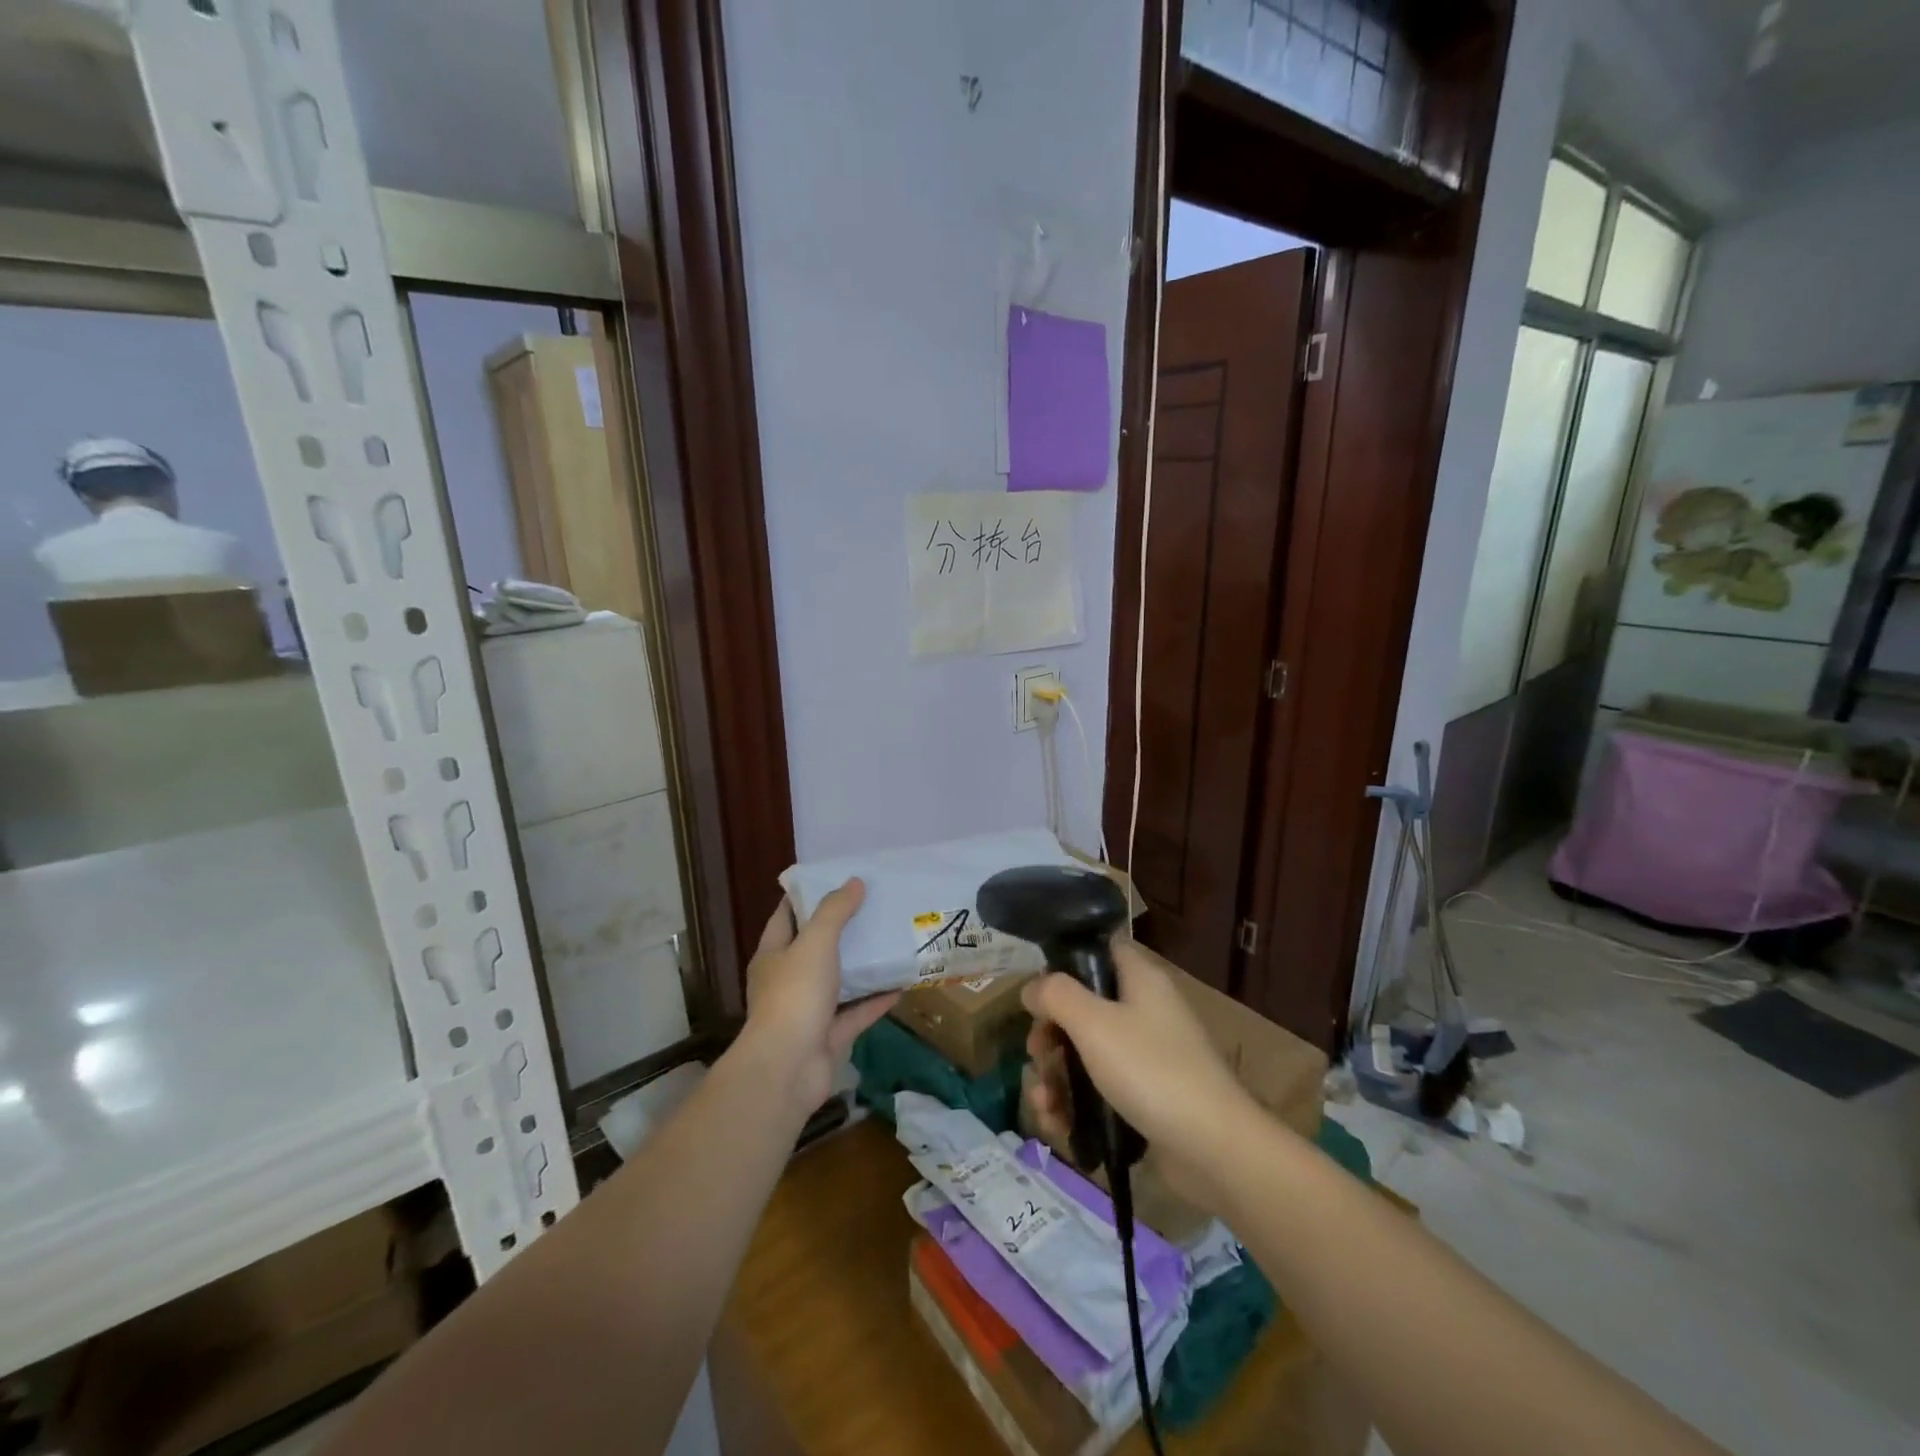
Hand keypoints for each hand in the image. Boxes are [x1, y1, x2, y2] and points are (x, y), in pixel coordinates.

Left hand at [736, 879, 896, 1116]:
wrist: (788, 1069)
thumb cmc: (795, 995)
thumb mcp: (815, 942)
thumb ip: (835, 911)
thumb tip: (854, 882)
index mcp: (773, 955)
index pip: (786, 916)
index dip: (808, 897)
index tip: (836, 880)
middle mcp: (787, 981)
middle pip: (815, 949)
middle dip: (841, 930)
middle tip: (873, 907)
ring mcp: (807, 1012)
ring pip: (838, 982)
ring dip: (861, 966)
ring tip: (890, 941)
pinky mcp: (828, 1037)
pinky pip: (856, 1013)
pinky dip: (876, 1000)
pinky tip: (901, 984)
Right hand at [1023, 938, 1261, 1210]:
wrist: (1214, 1149)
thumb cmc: (1151, 1070)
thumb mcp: (1094, 1023)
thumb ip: (1056, 995)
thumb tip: (1031, 988)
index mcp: (1139, 979)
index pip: (1098, 950)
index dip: (1064, 965)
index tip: (1038, 994)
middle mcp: (1143, 1010)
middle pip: (1082, 1007)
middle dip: (1050, 1035)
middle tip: (1037, 1055)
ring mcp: (1146, 1056)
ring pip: (1085, 1053)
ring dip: (1055, 1076)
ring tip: (1043, 1103)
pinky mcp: (1145, 1097)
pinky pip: (1099, 1089)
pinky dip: (1074, 1104)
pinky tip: (1056, 1125)